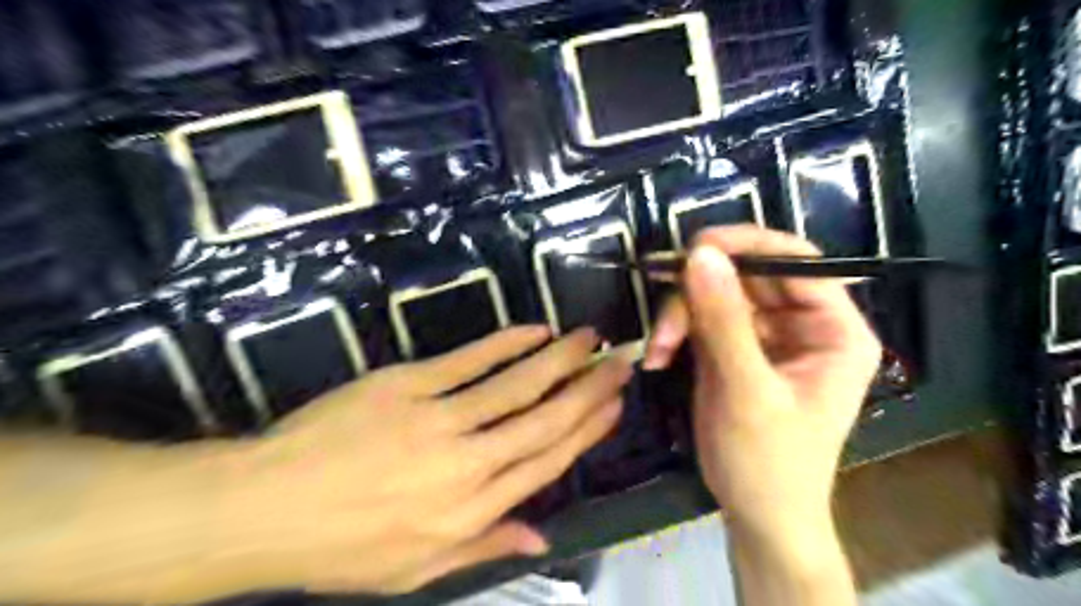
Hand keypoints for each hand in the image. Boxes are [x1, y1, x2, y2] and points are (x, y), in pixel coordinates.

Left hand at [219, 327, 629, 596]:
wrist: (264, 506)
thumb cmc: (342, 546)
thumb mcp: (417, 569)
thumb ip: (485, 546)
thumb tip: (543, 538)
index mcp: (471, 510)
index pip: (547, 462)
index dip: (586, 430)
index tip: (613, 406)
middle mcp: (466, 463)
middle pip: (543, 419)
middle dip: (587, 388)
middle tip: (618, 362)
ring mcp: (437, 418)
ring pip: (515, 384)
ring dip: (558, 358)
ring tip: (588, 339)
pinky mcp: (407, 384)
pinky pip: (468, 360)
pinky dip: (506, 343)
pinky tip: (534, 331)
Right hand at [639, 225, 876, 541]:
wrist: (756, 513)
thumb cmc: (769, 462)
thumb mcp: (746, 390)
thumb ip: (724, 321)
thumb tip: (700, 254)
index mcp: (834, 329)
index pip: (797, 261)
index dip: (748, 245)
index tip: (694, 247)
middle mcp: (802, 323)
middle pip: (748, 275)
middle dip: (698, 290)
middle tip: (664, 314)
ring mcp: (764, 334)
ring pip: (716, 293)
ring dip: (680, 315)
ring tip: (658, 348)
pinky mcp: (733, 347)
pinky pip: (700, 318)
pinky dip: (675, 332)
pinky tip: (659, 357)